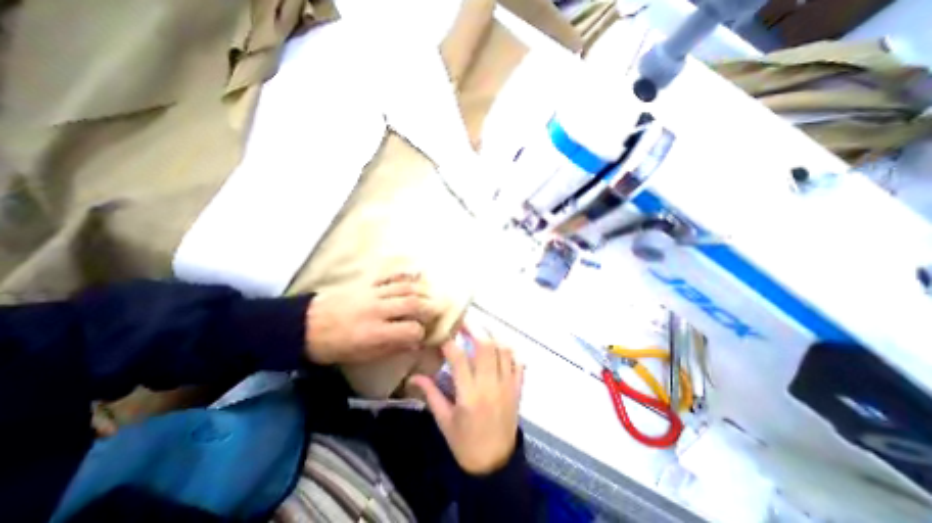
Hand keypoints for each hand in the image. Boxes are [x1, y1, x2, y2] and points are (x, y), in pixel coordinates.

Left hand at [306, 274, 436, 362]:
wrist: (303, 326)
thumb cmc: (332, 346)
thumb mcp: (361, 356)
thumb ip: (391, 347)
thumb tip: (414, 343)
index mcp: (374, 333)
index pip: (410, 330)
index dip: (421, 333)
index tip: (424, 335)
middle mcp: (377, 310)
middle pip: (412, 303)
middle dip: (429, 306)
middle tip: (438, 308)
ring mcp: (371, 293)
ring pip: (404, 287)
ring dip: (421, 289)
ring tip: (431, 293)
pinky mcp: (364, 282)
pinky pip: (388, 274)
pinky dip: (403, 273)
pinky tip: (415, 273)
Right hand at [409, 330, 521, 475]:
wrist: (495, 465)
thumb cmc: (465, 444)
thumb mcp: (444, 421)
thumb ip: (431, 394)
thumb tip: (413, 375)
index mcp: (469, 395)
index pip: (459, 358)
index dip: (449, 341)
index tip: (442, 333)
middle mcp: (490, 386)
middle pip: (486, 346)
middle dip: (474, 328)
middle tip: (463, 321)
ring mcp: (508, 385)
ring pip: (504, 350)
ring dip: (493, 335)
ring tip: (480, 329)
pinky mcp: (517, 389)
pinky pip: (518, 362)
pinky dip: (510, 350)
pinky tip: (500, 345)